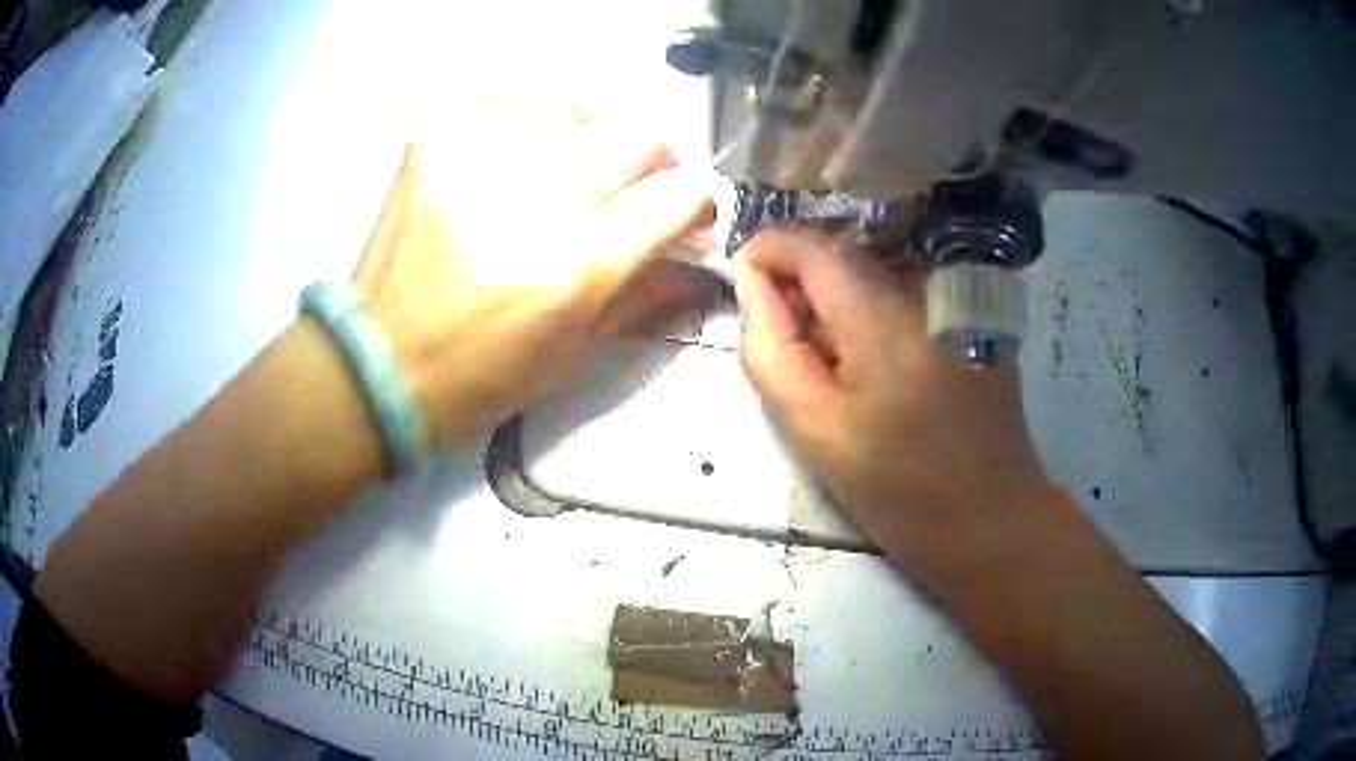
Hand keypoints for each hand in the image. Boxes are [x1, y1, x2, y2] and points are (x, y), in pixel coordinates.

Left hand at [352, 102, 712, 448]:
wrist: (377, 366)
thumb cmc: (478, 378)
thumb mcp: (572, 356)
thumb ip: (643, 299)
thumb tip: (698, 263)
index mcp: (577, 267)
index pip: (678, 197)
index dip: (697, 202)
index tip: (685, 213)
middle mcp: (537, 202)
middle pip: (639, 137)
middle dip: (652, 162)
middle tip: (629, 185)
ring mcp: (479, 162)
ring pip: (571, 102)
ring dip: (585, 129)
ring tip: (564, 156)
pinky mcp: (433, 144)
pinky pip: (495, 95)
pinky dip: (513, 113)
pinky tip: (509, 143)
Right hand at [734, 227, 1052, 569]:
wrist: (991, 517)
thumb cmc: (899, 489)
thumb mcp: (814, 430)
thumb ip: (769, 349)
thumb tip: (753, 283)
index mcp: (884, 317)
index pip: (809, 244)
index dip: (766, 253)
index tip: (747, 291)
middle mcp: (926, 288)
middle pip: (841, 254)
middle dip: (801, 285)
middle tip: (792, 347)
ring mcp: (958, 298)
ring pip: (872, 271)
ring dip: (840, 302)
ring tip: (840, 365)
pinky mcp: (974, 314)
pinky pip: (906, 290)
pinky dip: (876, 312)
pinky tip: (884, 366)